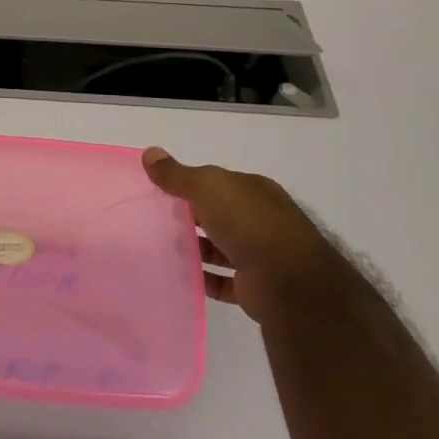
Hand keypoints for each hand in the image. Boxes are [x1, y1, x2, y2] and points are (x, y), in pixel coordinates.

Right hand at [142, 147, 357, 322]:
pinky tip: (179, 276)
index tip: (160, 192)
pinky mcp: (254, 286)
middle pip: (218, 215)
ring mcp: (259, 254)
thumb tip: (149, 152)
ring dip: (195, 249)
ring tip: (161, 248)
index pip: (218, 183)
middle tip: (155, 221)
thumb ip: (177, 174)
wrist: (289, 281)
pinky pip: (221, 280)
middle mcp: (260, 220)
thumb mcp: (207, 187)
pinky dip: (202, 279)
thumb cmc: (248, 222)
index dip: (190, 185)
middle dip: (191, 218)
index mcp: (253, 191)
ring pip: (220, 248)